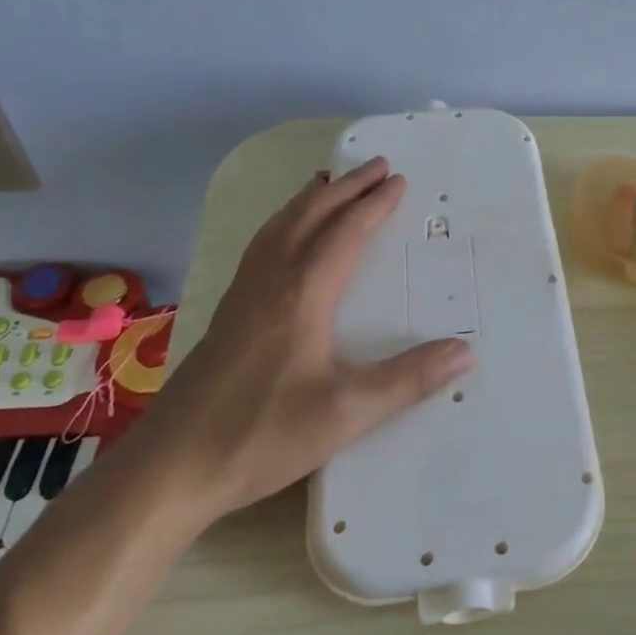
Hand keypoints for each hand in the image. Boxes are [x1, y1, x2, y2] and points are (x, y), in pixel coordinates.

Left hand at [132, 158, 473, 526]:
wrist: (170, 468)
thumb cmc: (262, 435)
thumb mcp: (347, 413)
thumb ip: (408, 380)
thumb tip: (465, 350)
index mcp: (302, 294)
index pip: (345, 234)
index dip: (374, 205)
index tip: (399, 180)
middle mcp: (270, 282)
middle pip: (310, 218)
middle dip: (346, 189)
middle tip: (375, 166)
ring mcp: (242, 296)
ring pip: (279, 228)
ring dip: (309, 200)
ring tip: (328, 182)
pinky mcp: (227, 315)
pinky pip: (262, 247)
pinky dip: (284, 224)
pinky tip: (284, 238)